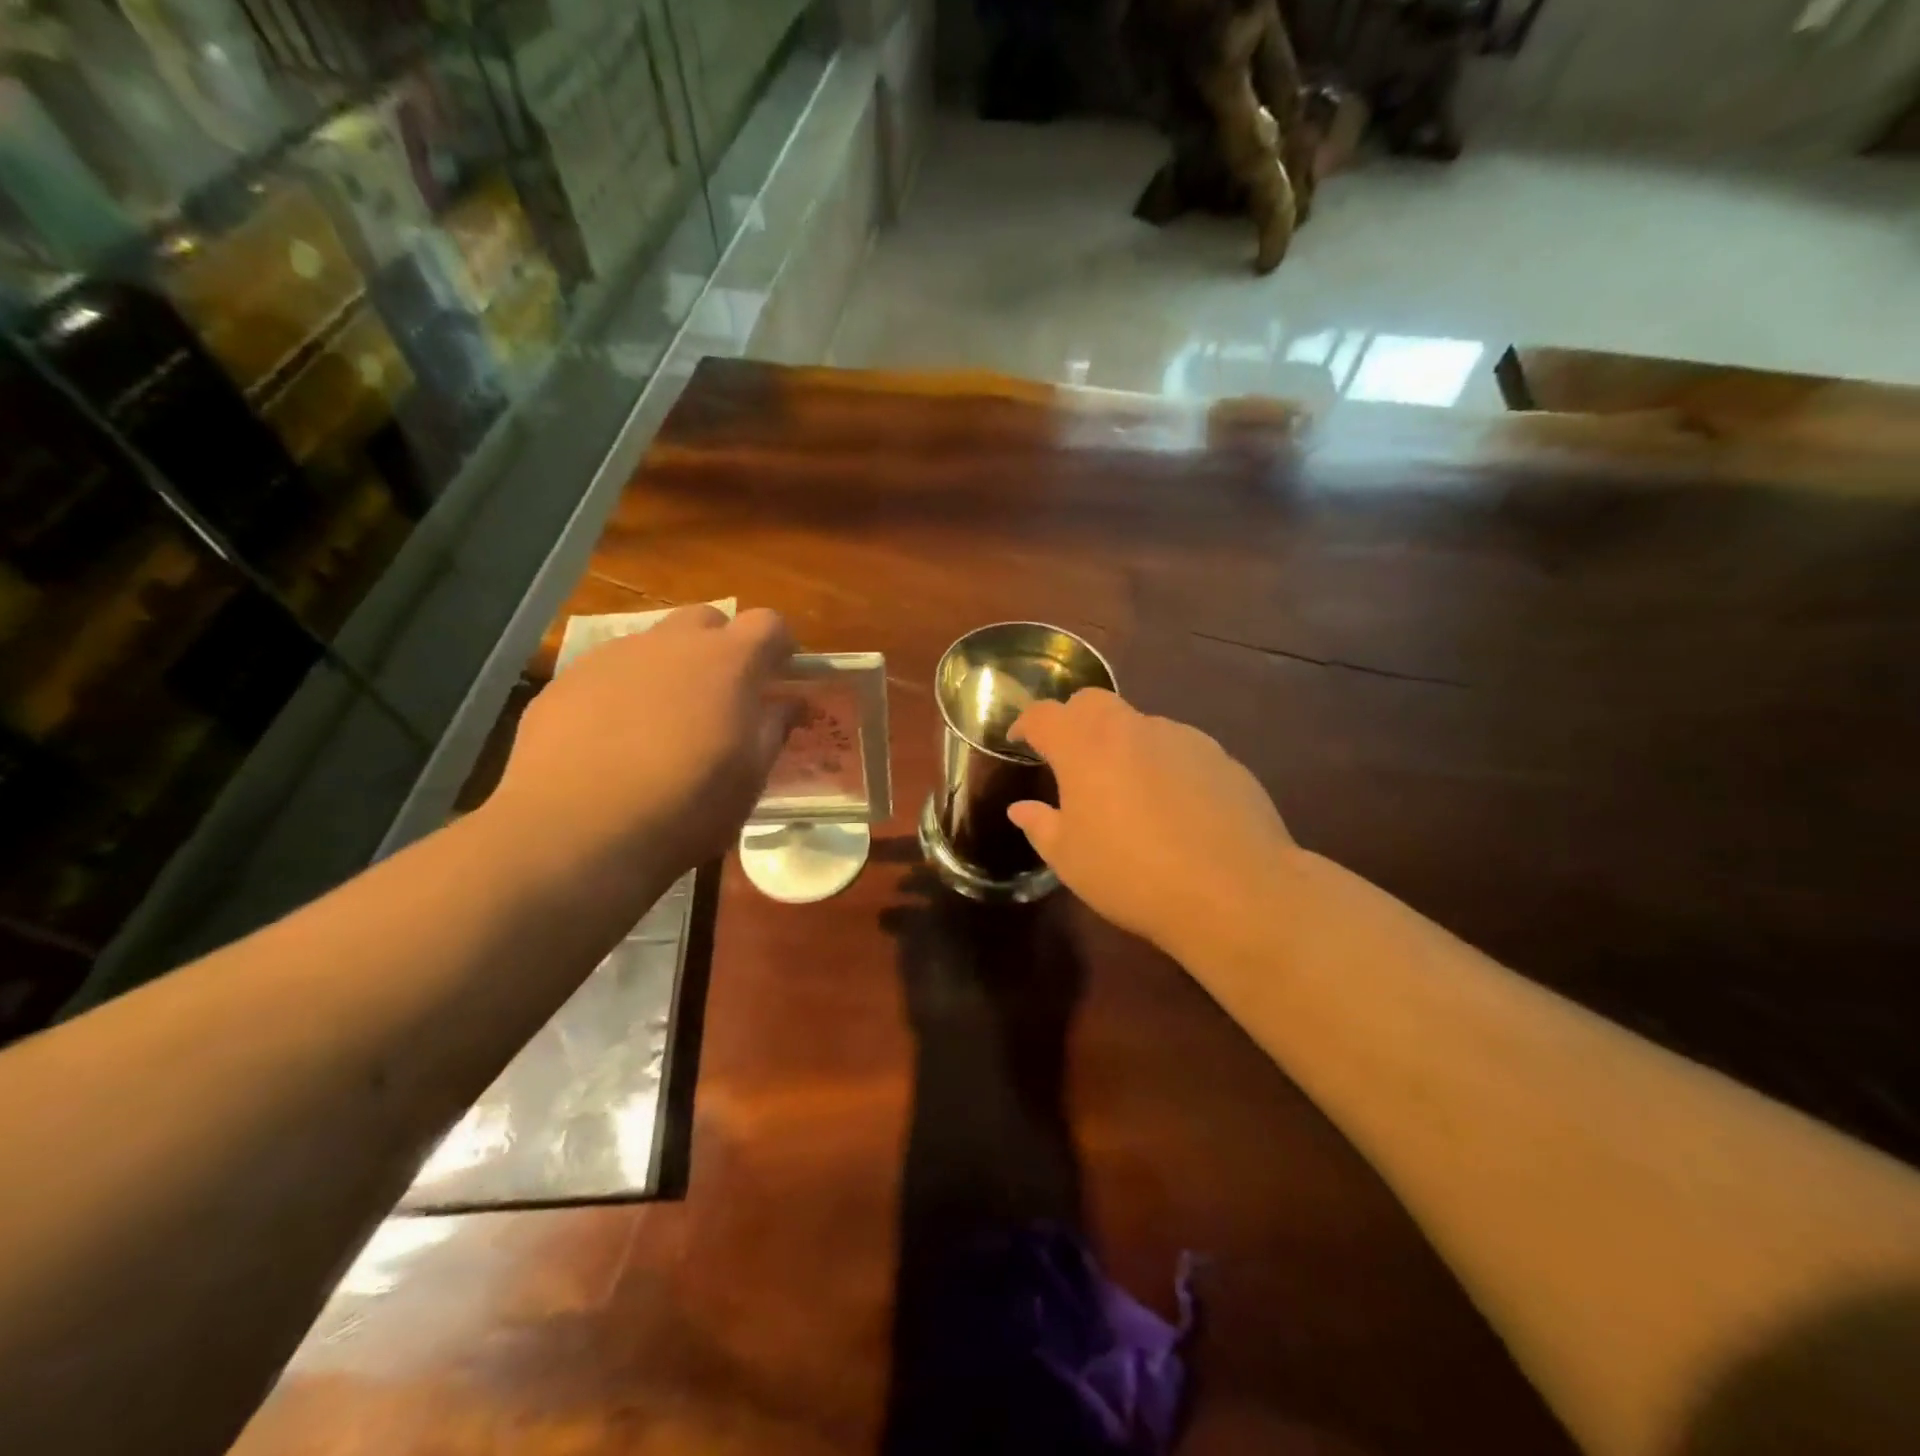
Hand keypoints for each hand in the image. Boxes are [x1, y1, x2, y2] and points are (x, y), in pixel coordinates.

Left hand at [490, 606, 794, 884]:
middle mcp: (670, 643)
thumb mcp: (750, 777)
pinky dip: (624, 693)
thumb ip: (773, 729)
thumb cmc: (685, 807)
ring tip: (663, 725)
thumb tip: (789, 703)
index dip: (779, 646)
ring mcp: (613, 657)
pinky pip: (609, 673)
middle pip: (708, 620)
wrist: (574, 832)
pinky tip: (613, 742)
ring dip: (671, 670)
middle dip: (722, 647)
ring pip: (655, 645)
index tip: (780, 675)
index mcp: (727, 661)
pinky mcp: (566, 680)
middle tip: (722, 697)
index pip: (767, 624)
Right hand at [1007, 690, 1295, 960]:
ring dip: (1122, 746)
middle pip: (1092, 702)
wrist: (1234, 891)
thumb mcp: (1070, 860)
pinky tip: (1174, 808)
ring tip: (1126, 792)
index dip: (1026, 723)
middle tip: (1069, 758)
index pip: (1044, 715)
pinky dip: (1163, 766)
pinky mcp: (1220, 757)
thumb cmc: (1132, 875)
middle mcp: (1132, 728)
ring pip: (1139, 726)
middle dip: (1073, 721)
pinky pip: (1178, 750)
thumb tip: (1021, 808)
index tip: (1019, 739)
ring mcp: (1182, 738)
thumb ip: (1040, 826)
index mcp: (1085, 746)